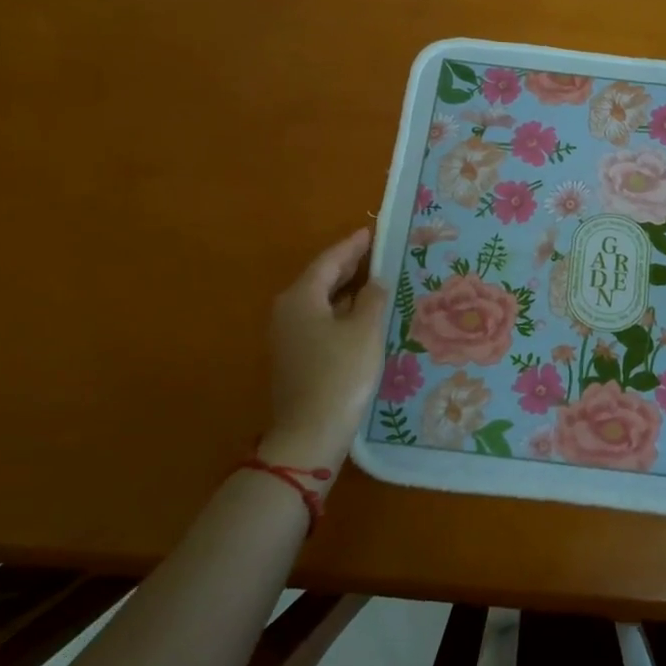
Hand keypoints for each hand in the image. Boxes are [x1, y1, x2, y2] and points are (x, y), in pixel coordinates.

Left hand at [258, 228, 387, 477]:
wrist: (309, 434)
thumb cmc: (340, 374)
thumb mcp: (365, 330)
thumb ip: (372, 299)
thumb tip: (374, 282)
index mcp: (301, 297)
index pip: (330, 260)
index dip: (353, 245)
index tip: (372, 231)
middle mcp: (288, 310)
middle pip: (321, 278)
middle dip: (349, 265)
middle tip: (377, 252)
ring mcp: (288, 335)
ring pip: (321, 301)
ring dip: (347, 290)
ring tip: (376, 280)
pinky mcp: (295, 357)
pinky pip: (320, 320)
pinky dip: (341, 311)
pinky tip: (362, 315)